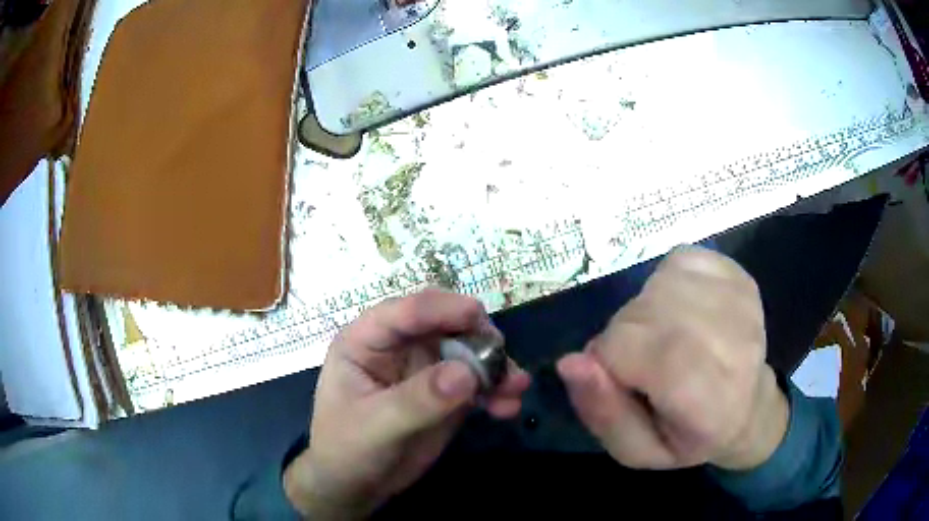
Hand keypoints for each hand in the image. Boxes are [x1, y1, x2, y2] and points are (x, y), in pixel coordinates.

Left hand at [283, 288, 530, 518]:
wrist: (356, 486)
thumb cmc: (347, 450)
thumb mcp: (376, 426)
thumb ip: (418, 399)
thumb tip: (467, 372)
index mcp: (367, 340)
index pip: (406, 312)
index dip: (442, 309)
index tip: (478, 318)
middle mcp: (399, 346)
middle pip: (445, 324)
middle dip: (477, 337)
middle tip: (501, 360)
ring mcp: (425, 369)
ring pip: (469, 351)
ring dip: (495, 365)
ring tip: (516, 387)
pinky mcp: (446, 393)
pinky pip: (478, 382)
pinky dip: (496, 390)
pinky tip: (509, 407)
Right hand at [557, 246, 788, 470]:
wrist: (750, 406)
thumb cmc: (690, 437)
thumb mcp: (637, 451)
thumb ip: (603, 414)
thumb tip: (570, 362)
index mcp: (706, 397)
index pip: (627, 346)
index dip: (606, 362)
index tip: (621, 384)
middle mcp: (730, 339)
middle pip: (638, 313)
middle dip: (623, 340)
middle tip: (645, 367)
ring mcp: (737, 298)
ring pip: (653, 286)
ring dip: (644, 314)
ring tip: (666, 340)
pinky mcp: (737, 272)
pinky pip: (676, 261)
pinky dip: (665, 285)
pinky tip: (682, 311)